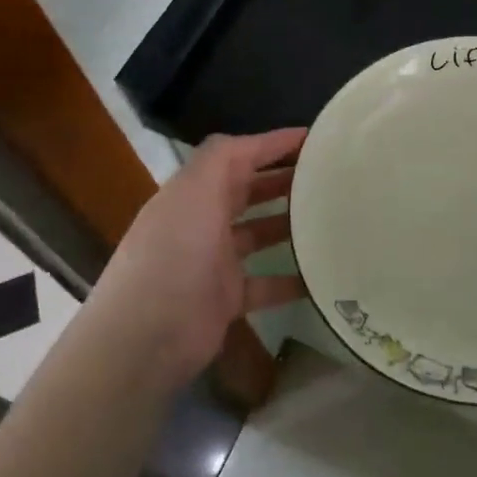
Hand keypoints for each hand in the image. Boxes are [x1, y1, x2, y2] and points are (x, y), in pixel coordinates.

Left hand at [88, 129, 308, 390]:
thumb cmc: (174, 252)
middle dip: (285, 179)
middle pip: (249, 191)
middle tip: (330, 175)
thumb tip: (259, 141)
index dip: (274, 144)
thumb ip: (223, 156)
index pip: (239, 155)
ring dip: (290, 224)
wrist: (144, 337)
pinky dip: (291, 279)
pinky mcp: (226, 299)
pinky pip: (266, 284)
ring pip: (260, 234)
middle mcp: (203, 220)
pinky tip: (322, 274)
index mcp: (194, 190)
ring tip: (332, 216)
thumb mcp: (195, 190)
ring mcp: (215, 261)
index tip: (316, 139)